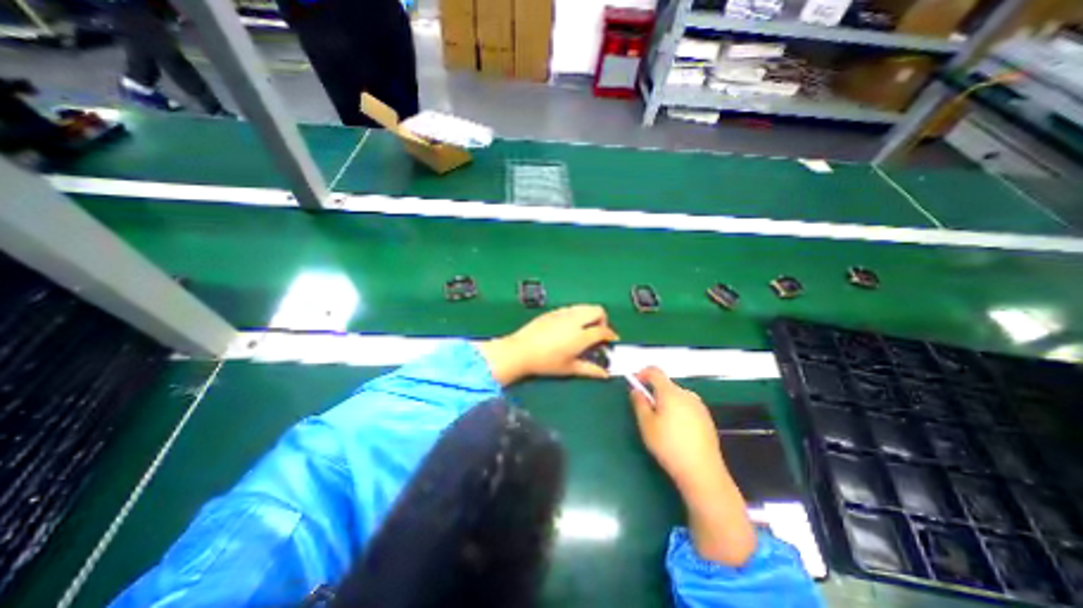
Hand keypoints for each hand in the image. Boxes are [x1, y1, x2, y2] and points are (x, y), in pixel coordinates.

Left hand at [480, 306, 622, 386]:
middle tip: (597, 333)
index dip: (610, 335)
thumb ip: (590, 369)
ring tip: (584, 329)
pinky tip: (569, 327)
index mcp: (581, 335)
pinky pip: (572, 308)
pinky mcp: (553, 311)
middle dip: (602, 320)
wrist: (521, 350)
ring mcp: (563, 313)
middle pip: (597, 310)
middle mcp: (575, 320)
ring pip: (584, 306)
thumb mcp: (569, 368)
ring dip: (590, 315)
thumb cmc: (546, 362)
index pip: (603, 330)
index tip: (611, 341)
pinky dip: (577, 314)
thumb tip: (605, 374)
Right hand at [633, 365, 721, 493]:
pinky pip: (687, 407)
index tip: (636, 384)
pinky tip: (677, 433)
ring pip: (677, 397)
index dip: (643, 373)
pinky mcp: (707, 418)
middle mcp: (687, 394)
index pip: (655, 371)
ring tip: (662, 426)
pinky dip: (678, 412)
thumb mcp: (646, 424)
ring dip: (666, 403)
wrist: (702, 471)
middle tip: (647, 412)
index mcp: (670, 392)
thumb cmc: (669, 445)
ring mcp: (699, 406)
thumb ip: (639, 403)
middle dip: (654, 394)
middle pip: (666, 386)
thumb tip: (636, 390)